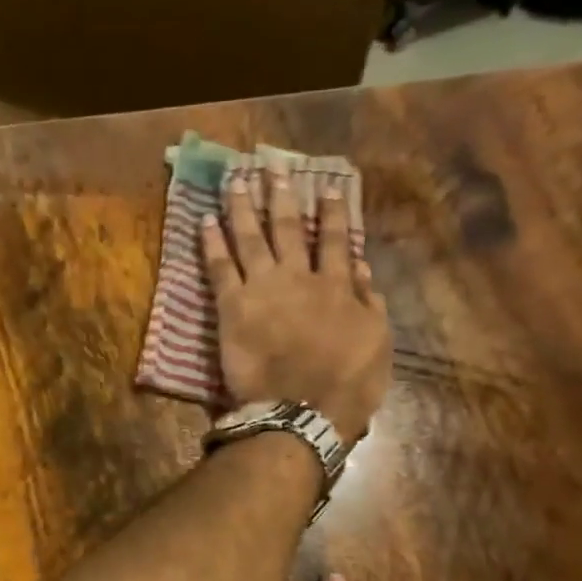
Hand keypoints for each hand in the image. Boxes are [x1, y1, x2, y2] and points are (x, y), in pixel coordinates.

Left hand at [201, 161, 390, 442]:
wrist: (302, 412)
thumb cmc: (346, 387)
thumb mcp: (377, 345)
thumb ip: (371, 305)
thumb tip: (363, 271)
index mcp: (338, 287)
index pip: (336, 240)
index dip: (332, 211)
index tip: (327, 185)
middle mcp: (300, 278)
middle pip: (289, 228)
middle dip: (281, 196)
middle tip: (272, 168)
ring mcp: (263, 289)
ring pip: (252, 237)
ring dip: (243, 206)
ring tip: (235, 179)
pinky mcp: (232, 307)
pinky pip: (219, 267)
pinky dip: (212, 242)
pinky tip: (204, 219)